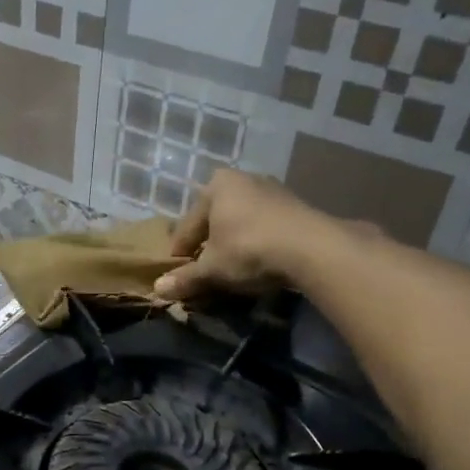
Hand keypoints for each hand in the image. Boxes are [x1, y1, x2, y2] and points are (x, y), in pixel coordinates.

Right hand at [154, 168, 355, 302]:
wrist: (311, 247)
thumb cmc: (249, 249)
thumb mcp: (212, 268)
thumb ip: (185, 278)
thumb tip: (157, 290)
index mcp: (217, 185)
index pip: (188, 225)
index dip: (180, 252)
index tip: (176, 273)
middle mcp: (244, 179)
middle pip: (216, 220)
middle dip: (208, 245)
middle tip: (203, 270)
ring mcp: (273, 190)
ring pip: (241, 223)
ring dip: (233, 244)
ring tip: (231, 269)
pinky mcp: (297, 207)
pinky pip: (265, 227)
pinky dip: (257, 243)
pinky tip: (258, 263)